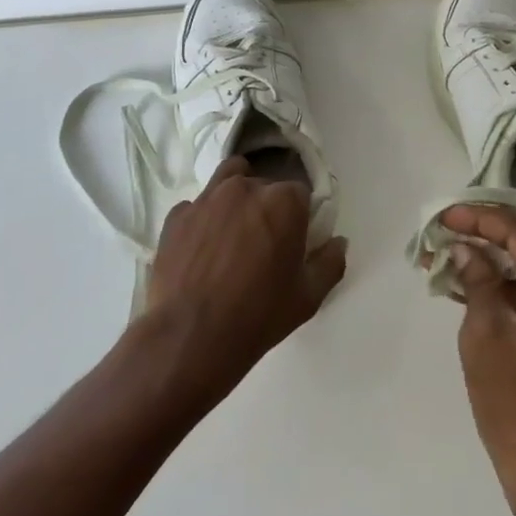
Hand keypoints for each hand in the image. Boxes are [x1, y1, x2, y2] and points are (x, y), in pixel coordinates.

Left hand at [140, 157, 346, 400]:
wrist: (191, 336)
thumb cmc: (258, 315)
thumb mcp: (308, 297)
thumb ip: (330, 262)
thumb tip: (338, 241)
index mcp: (283, 202)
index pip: (300, 193)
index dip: (300, 215)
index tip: (295, 238)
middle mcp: (245, 188)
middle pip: (264, 184)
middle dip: (268, 206)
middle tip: (264, 241)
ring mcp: (206, 198)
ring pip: (228, 179)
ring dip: (236, 196)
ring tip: (233, 229)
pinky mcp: (177, 215)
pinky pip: (196, 206)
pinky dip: (203, 218)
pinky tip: (202, 247)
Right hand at [446, 205, 515, 515]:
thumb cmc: (513, 403)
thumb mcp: (486, 334)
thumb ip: (479, 280)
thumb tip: (468, 249)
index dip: (486, 220)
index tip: (448, 215)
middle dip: (504, 226)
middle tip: (463, 223)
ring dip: (514, 251)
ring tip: (469, 247)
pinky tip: (488, 279)